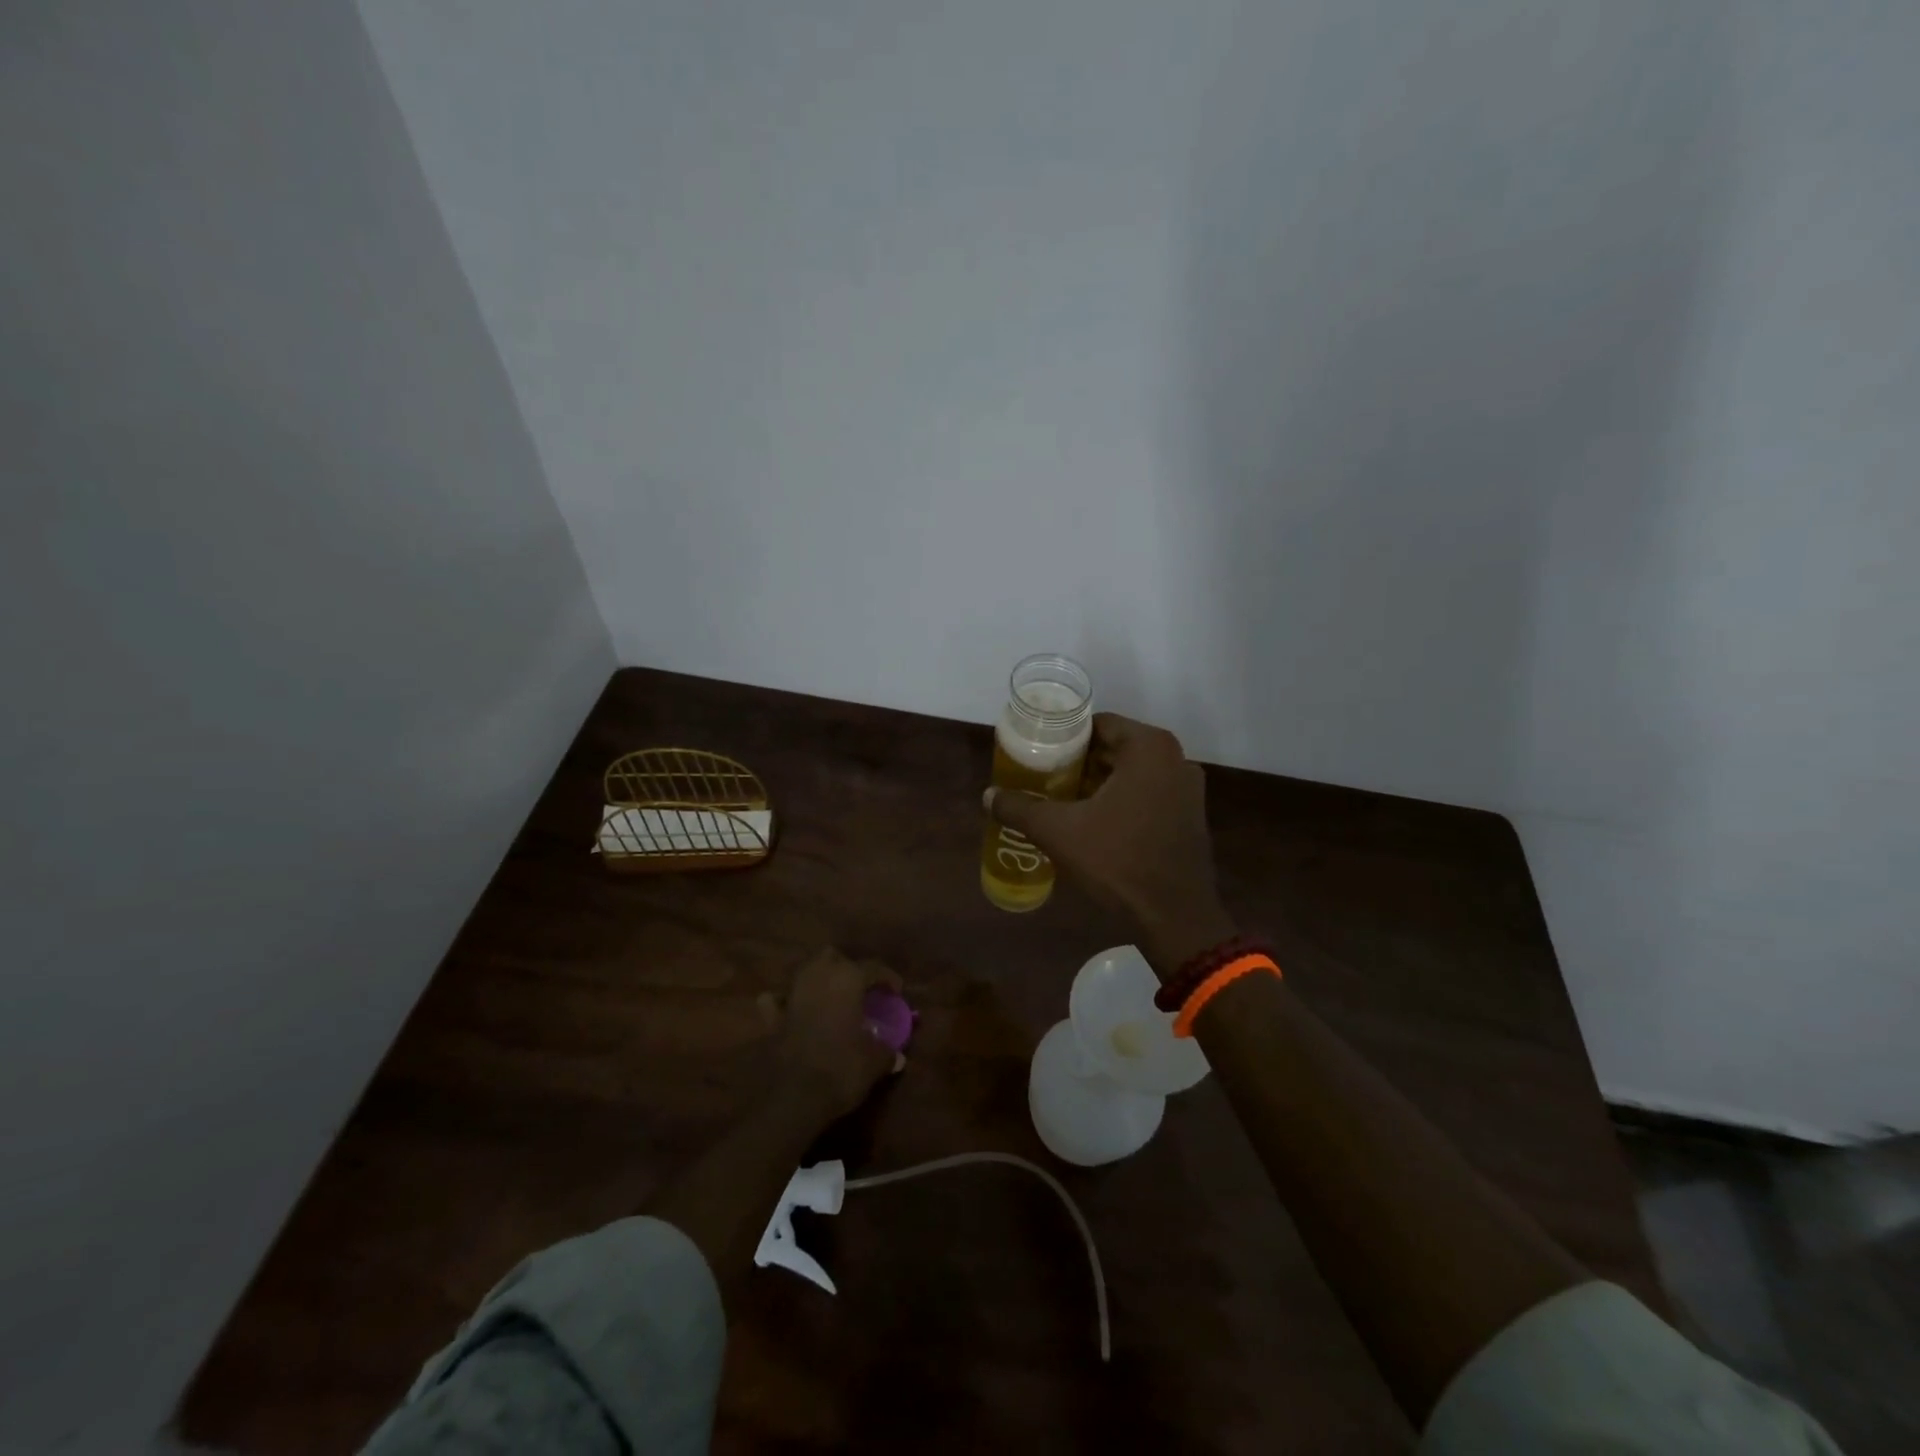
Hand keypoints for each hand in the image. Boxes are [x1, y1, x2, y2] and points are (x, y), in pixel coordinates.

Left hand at [774, 948, 904, 1121]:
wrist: (796, 1097)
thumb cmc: (843, 1069)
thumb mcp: (876, 1061)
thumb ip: (888, 1050)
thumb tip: (895, 1053)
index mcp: (847, 979)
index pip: (873, 967)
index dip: (888, 978)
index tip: (896, 992)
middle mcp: (818, 977)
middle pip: (832, 956)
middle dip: (846, 967)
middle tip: (860, 988)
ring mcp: (792, 995)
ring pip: (805, 971)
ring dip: (819, 980)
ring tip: (833, 998)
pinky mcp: (772, 1018)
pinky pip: (777, 1000)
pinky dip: (785, 1001)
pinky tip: (794, 1010)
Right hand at [985, 714, 1233, 975]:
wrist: (1174, 916)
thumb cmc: (1118, 861)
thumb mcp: (1059, 832)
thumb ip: (1020, 808)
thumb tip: (988, 796)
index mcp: (1149, 748)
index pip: (1099, 724)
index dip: (1066, 738)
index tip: (1039, 753)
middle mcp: (1175, 759)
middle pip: (1116, 747)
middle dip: (1080, 761)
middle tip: (1045, 776)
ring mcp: (1188, 788)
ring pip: (1133, 772)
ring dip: (1100, 782)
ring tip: (1063, 798)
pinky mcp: (1191, 816)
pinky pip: (1149, 793)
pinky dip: (1123, 799)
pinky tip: (1095, 822)